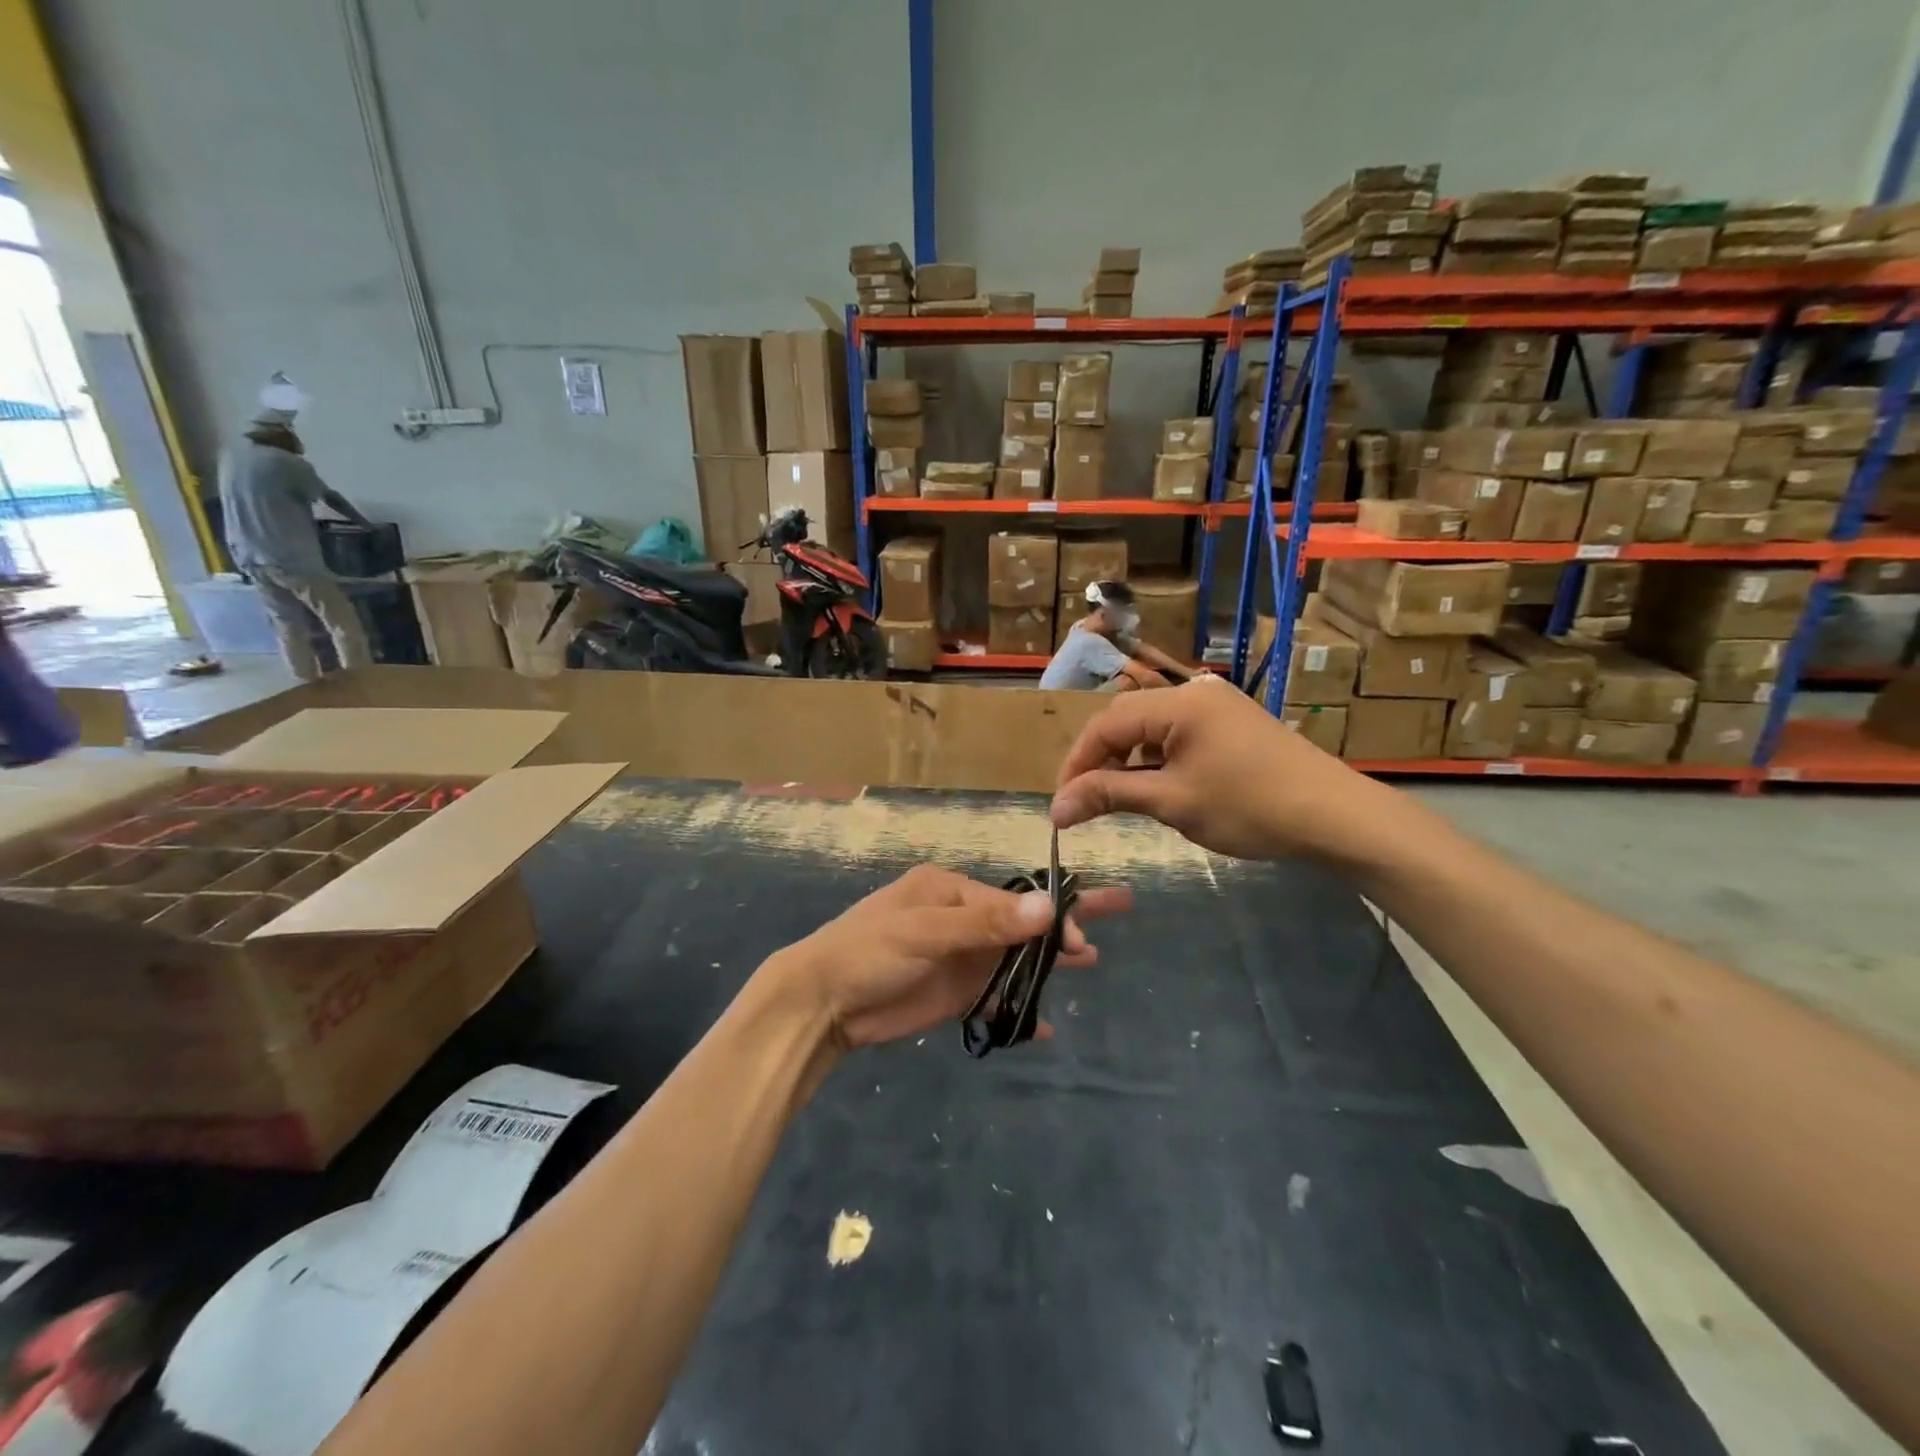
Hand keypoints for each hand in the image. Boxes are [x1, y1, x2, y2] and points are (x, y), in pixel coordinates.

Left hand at [770, 864, 1131, 1049]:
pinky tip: (1044, 1025)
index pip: (1014, 900)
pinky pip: (997, 996)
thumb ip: (984, 923)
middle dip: (1063, 922)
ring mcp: (959, 958)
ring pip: (1014, 957)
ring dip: (1048, 961)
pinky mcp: (953, 994)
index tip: (1077, 943)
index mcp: (950, 890)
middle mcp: (960, 919)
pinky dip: (1019, 1008)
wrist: (821, 1004)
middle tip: (1115, 913)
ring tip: (1089, 960)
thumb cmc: (867, 951)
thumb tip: (1047, 907)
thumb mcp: (923, 929)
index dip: (1049, 918)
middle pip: (1022, 920)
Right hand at [1050, 676, 1406, 863]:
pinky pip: (1178, 733)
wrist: (1335, 816)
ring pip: (1151, 726)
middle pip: (1126, 719)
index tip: (1062, 803)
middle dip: (1100, 760)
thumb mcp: (1172, 802)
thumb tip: (1056, 809)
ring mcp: (1217, 705)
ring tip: (1118, 797)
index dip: (1077, 763)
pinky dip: (1158, 758)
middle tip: (1085, 801)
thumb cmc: (1248, 806)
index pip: (1106, 725)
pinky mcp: (1233, 723)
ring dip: (1128, 759)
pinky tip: (1159, 785)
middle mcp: (1195, 692)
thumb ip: (1109, 795)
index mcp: (1178, 702)